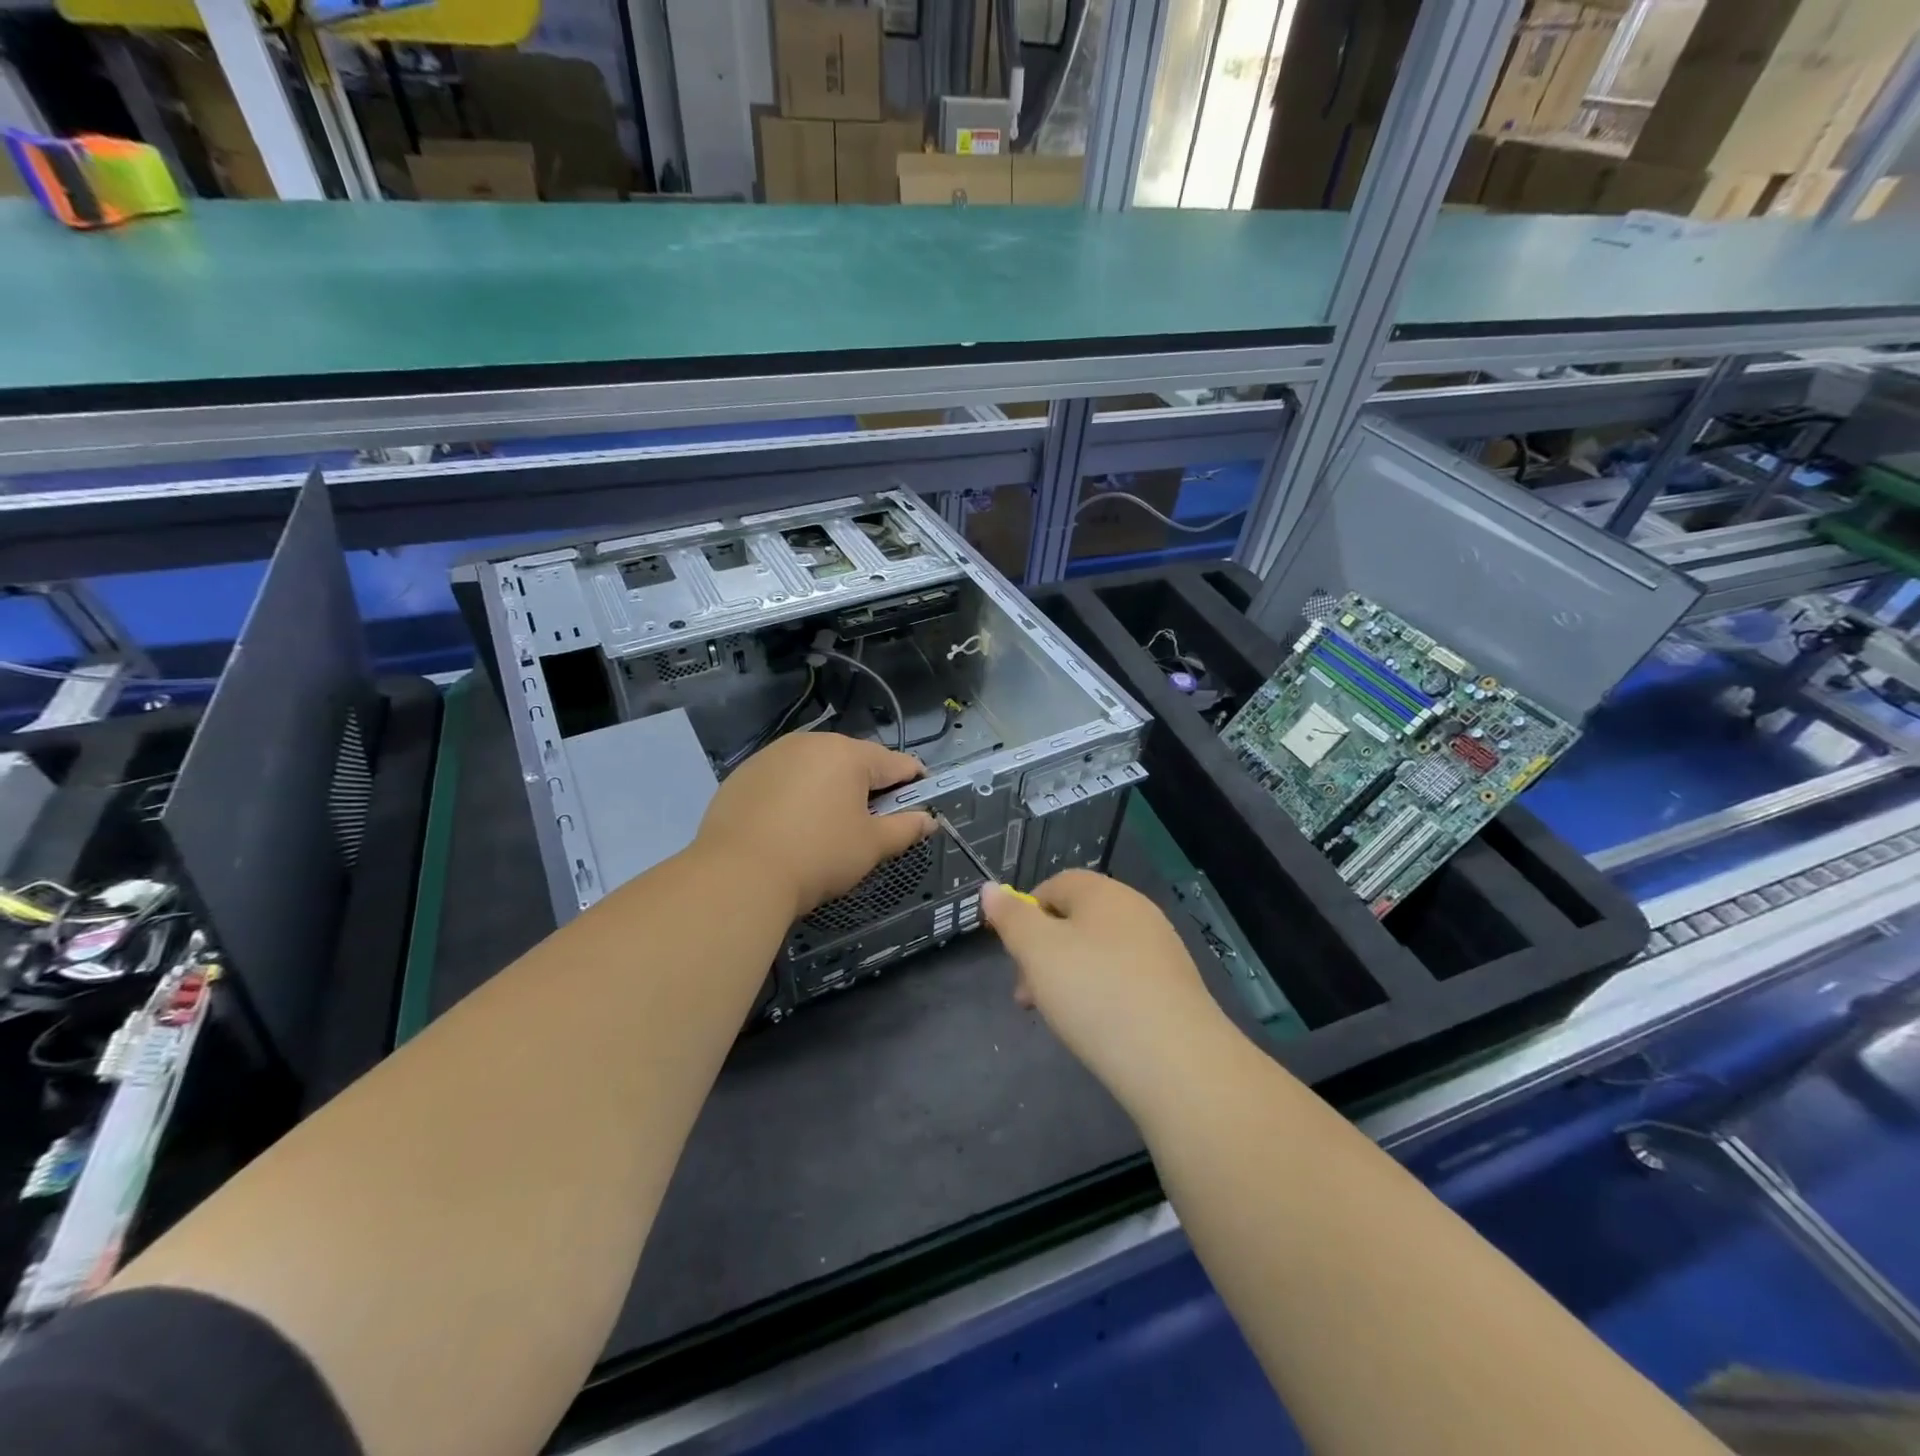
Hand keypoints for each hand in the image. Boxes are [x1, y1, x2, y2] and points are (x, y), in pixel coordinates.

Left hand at [695, 732, 932, 918]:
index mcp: (849, 754)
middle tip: (870, 826)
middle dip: (868, 788)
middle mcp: (811, 743)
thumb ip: (905, 829)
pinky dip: (795, 796)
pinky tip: (789, 828)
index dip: (915, 785)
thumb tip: (928, 820)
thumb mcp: (871, 846)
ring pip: (816, 768)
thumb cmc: (818, 856)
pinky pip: (784, 779)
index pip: (897, 763)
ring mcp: (772, 755)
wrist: (737, 875)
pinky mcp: (744, 774)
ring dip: (830, 789)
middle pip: (854, 761)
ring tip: (826, 828)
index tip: (918, 809)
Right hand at [982, 870, 1232, 1113]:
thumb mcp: (1037, 952)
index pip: (1054, 885)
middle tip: (1028, 996)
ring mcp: (1160, 947)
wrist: (1176, 1060)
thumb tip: (990, 888)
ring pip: (1099, 952)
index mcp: (1103, 892)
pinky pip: (1125, 977)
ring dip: (1070, 976)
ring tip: (1060, 1017)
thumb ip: (1011, 918)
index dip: (1025, 915)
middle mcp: (1136, 910)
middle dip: (1044, 953)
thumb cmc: (1094, 993)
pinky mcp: (1174, 985)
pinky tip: (1098, 1027)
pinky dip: (1102, 994)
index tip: (1013, 956)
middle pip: (1076, 920)